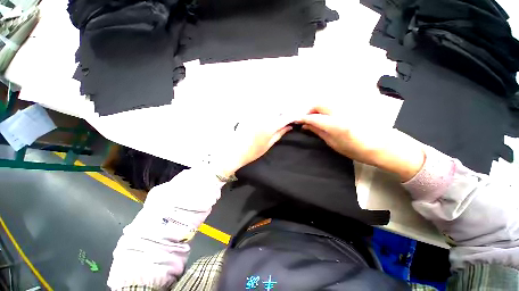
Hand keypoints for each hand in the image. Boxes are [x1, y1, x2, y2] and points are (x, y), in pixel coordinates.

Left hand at [212, 114, 295, 177]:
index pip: (285, 117)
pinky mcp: (249, 114)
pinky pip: (261, 109)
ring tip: (278, 117)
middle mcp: (263, 117)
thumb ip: (279, 133)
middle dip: (284, 111)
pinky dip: (267, 110)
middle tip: (286, 118)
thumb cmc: (253, 151)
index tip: (297, 117)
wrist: (235, 152)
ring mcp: (255, 115)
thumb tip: (289, 126)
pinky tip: (267, 117)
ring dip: (276, 110)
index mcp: (270, 126)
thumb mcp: (269, 144)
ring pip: (270, 107)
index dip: (293, 116)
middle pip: (278, 109)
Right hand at [299, 106, 425, 181]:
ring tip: (313, 120)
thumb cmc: (356, 149)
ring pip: (325, 103)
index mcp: (334, 124)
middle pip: (319, 104)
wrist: (382, 145)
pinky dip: (324, 110)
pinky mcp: (350, 107)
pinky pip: (332, 106)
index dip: (302, 118)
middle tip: (305, 121)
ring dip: (316, 110)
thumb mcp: (333, 143)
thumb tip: (305, 126)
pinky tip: (323, 118)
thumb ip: (318, 131)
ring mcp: (345, 108)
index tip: (294, 121)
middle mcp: (339, 112)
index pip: (313, 117)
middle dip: (309, 111)